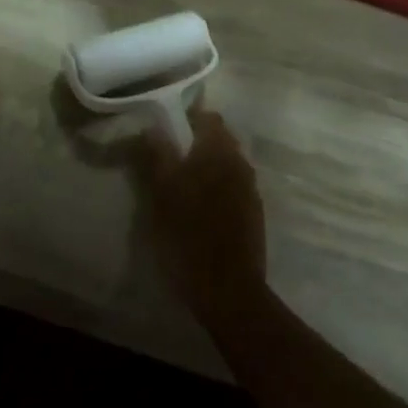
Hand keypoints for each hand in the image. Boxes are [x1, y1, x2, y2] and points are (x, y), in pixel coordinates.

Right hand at [135, 107, 266, 322]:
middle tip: (171, 158)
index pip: (207, 117)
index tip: (166, 130)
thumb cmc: (188, 236)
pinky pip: (235, 186)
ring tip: (185, 184)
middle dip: (198, 142)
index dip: (187, 118)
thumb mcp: (161, 194)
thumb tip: (152, 127)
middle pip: (220, 138)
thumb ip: (157, 156)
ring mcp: (251, 188)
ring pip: (228, 163)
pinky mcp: (255, 213)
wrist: (229, 290)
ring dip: (209, 165)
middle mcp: (239, 162)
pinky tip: (203, 207)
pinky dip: (220, 186)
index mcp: (217, 151)